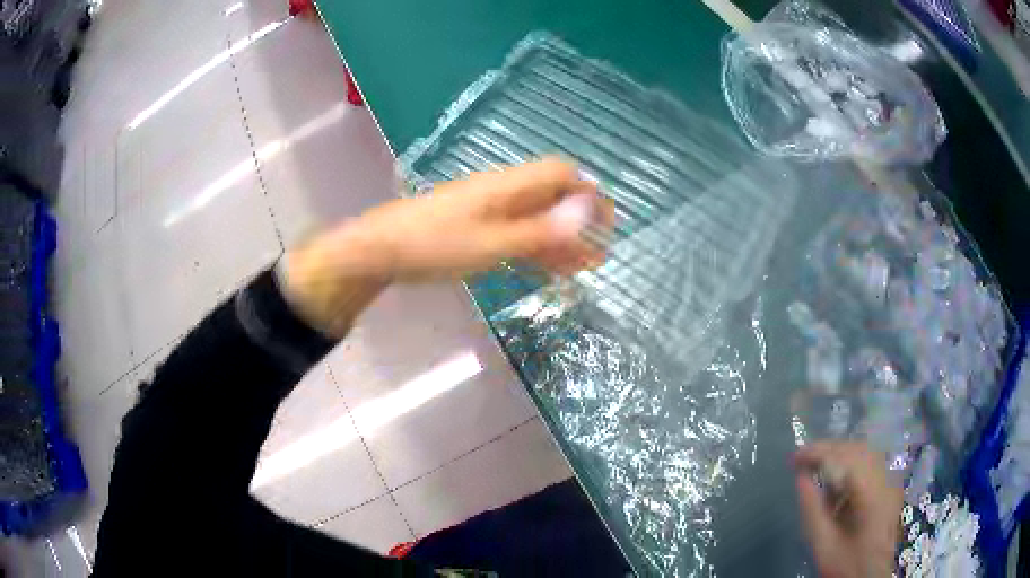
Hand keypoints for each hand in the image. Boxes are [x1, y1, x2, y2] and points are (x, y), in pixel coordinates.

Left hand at [352, 157, 608, 279]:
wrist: (380, 251)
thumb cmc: (435, 244)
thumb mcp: (492, 242)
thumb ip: (540, 230)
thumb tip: (586, 211)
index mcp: (509, 186)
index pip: (562, 174)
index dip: (589, 195)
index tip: (606, 226)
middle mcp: (502, 191)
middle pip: (551, 198)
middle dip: (578, 223)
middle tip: (598, 256)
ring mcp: (487, 209)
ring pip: (534, 218)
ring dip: (559, 240)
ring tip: (580, 269)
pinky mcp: (473, 227)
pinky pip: (514, 233)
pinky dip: (534, 248)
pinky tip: (546, 269)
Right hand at [794, 441, 902, 577]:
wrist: (871, 577)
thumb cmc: (845, 564)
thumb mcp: (823, 544)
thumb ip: (812, 509)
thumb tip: (800, 476)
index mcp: (872, 494)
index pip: (845, 458)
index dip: (819, 452)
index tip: (793, 457)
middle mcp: (887, 479)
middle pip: (858, 449)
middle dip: (829, 450)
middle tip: (802, 459)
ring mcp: (892, 481)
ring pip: (866, 452)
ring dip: (840, 454)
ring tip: (816, 465)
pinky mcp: (891, 486)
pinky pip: (872, 462)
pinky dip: (852, 462)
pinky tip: (837, 478)